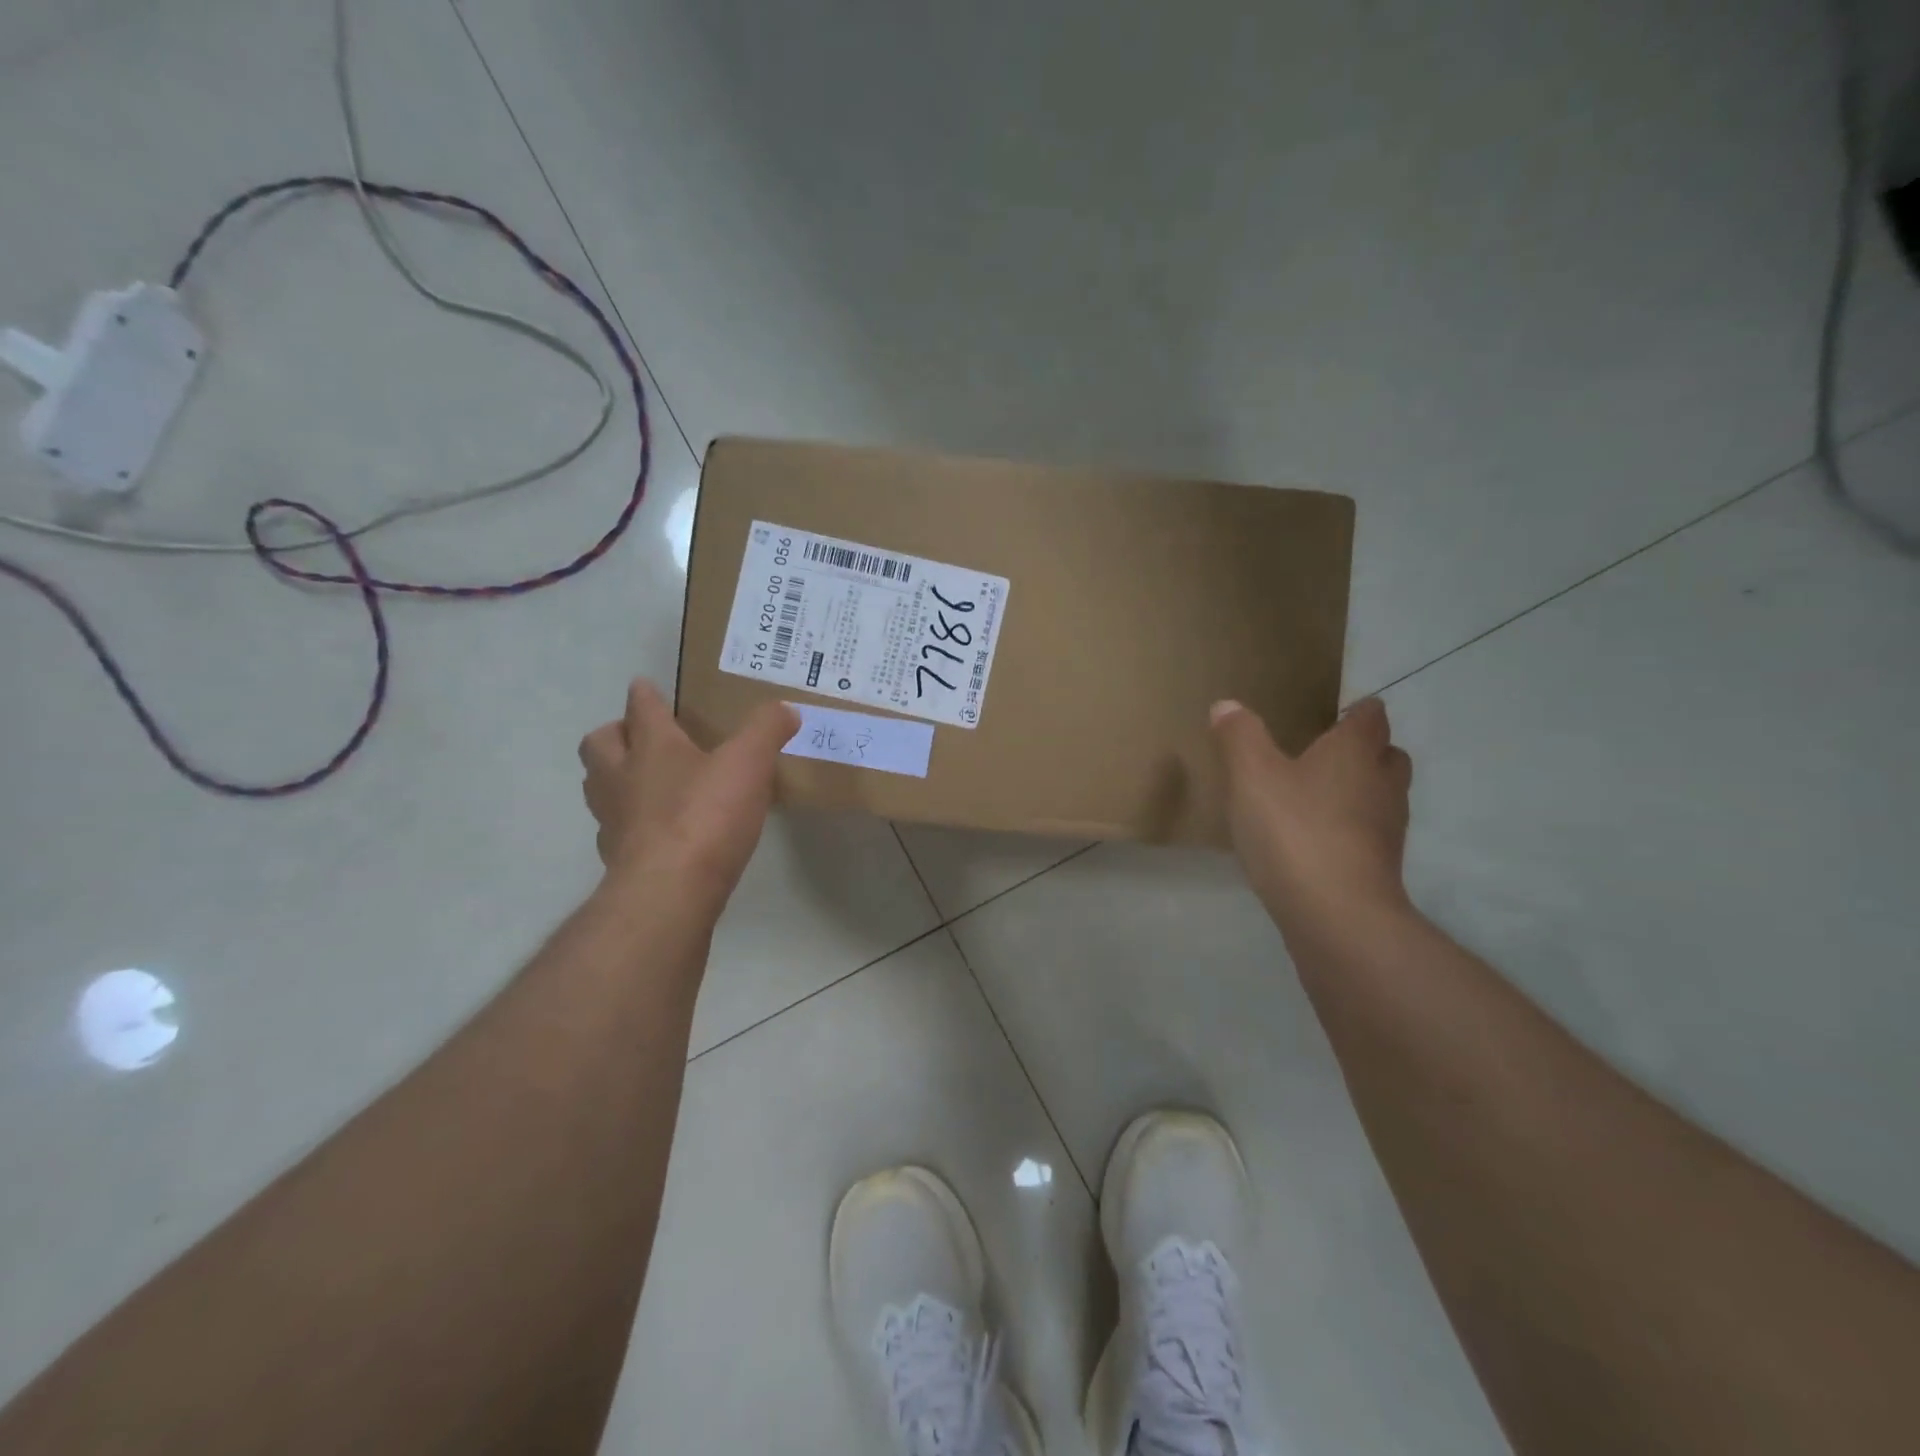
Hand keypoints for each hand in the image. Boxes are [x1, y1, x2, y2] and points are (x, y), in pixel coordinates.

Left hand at [579, 681, 798, 904]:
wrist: (669, 891)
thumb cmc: (706, 816)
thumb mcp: (749, 764)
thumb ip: (766, 731)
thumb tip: (786, 709)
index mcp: (651, 747)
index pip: (641, 709)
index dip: (644, 694)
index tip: (644, 685)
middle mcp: (622, 777)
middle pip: (599, 745)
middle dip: (614, 734)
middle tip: (637, 735)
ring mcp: (614, 820)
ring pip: (597, 786)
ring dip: (613, 777)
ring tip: (642, 781)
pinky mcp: (619, 858)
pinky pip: (616, 830)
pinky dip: (630, 822)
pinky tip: (656, 830)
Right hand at [1211, 697, 1412, 923]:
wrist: (1337, 915)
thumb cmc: (1295, 831)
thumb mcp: (1251, 776)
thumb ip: (1239, 737)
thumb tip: (1227, 705)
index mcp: (1355, 753)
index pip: (1370, 717)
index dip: (1357, 710)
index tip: (1335, 713)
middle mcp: (1382, 784)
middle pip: (1387, 756)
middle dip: (1364, 751)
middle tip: (1325, 754)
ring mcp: (1387, 829)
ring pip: (1381, 797)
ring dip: (1358, 792)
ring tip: (1315, 797)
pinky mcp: (1380, 867)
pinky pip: (1368, 835)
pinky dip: (1348, 830)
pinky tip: (1313, 840)